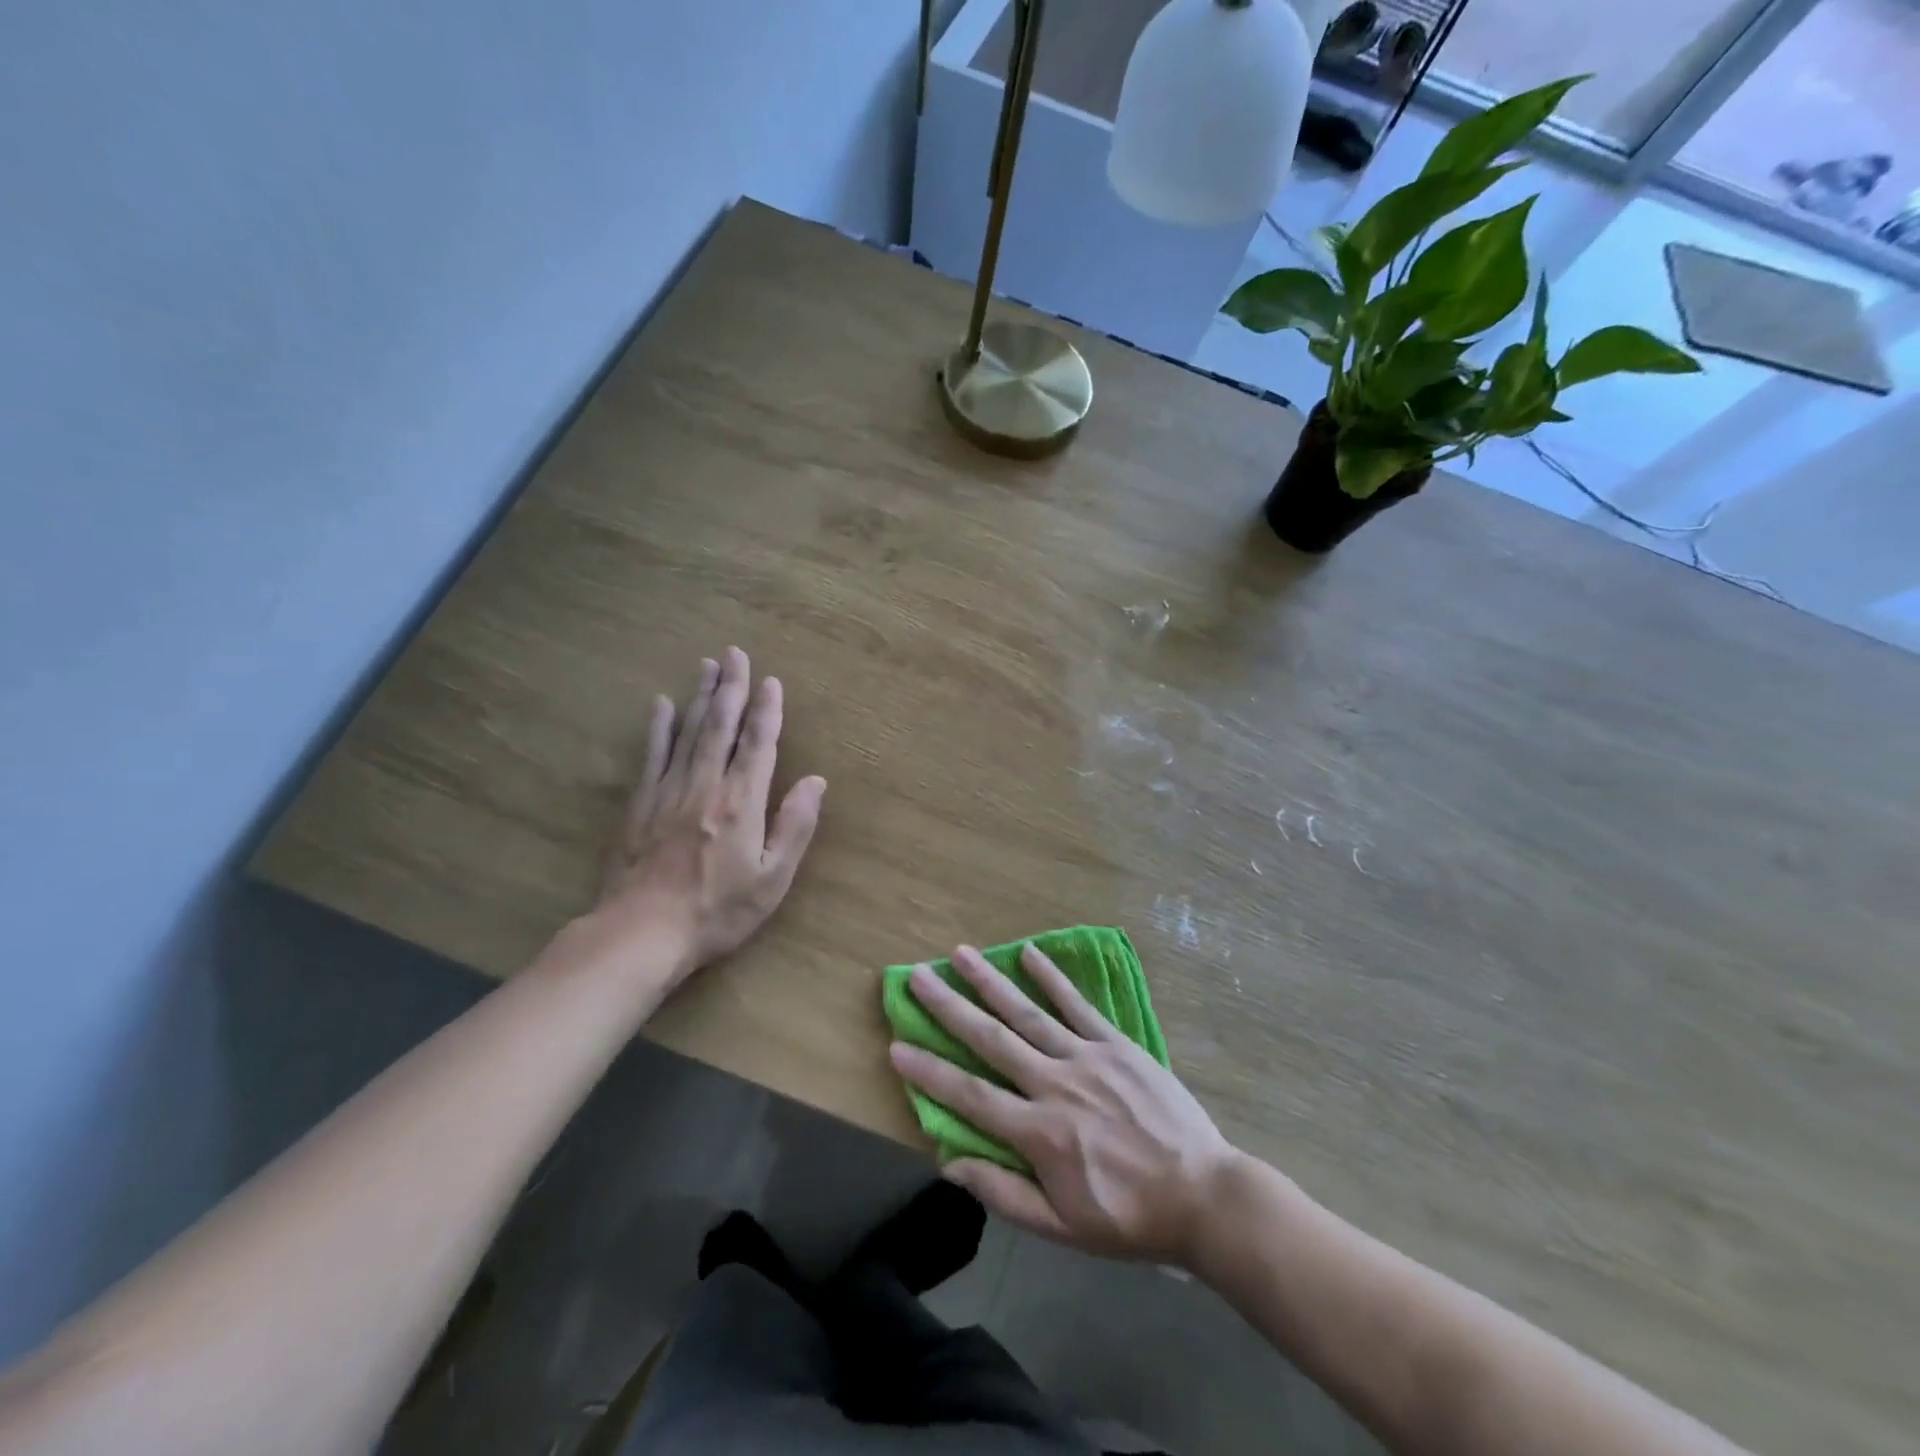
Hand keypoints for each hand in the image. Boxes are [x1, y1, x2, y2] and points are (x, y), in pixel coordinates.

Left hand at [595, 647, 825, 984]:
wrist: (641, 933)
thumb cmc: (717, 911)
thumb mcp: (772, 879)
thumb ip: (795, 826)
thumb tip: (816, 781)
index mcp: (742, 802)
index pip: (759, 745)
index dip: (767, 711)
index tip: (772, 681)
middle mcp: (706, 786)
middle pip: (720, 726)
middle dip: (731, 687)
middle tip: (735, 653)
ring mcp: (668, 792)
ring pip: (688, 732)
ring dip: (700, 696)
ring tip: (707, 665)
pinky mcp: (640, 804)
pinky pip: (652, 756)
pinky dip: (658, 728)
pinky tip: (661, 704)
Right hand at [890, 943, 1237, 1267]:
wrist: (1203, 1195)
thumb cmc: (1128, 1218)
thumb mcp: (1061, 1227)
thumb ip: (1003, 1193)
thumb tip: (949, 1164)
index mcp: (1038, 1133)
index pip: (969, 1096)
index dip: (929, 1073)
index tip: (897, 1045)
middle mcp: (1055, 1084)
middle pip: (991, 1039)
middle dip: (950, 1007)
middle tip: (918, 977)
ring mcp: (1087, 1057)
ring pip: (1029, 1013)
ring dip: (991, 981)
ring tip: (961, 953)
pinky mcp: (1117, 1044)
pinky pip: (1079, 1005)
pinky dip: (1052, 978)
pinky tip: (1029, 953)